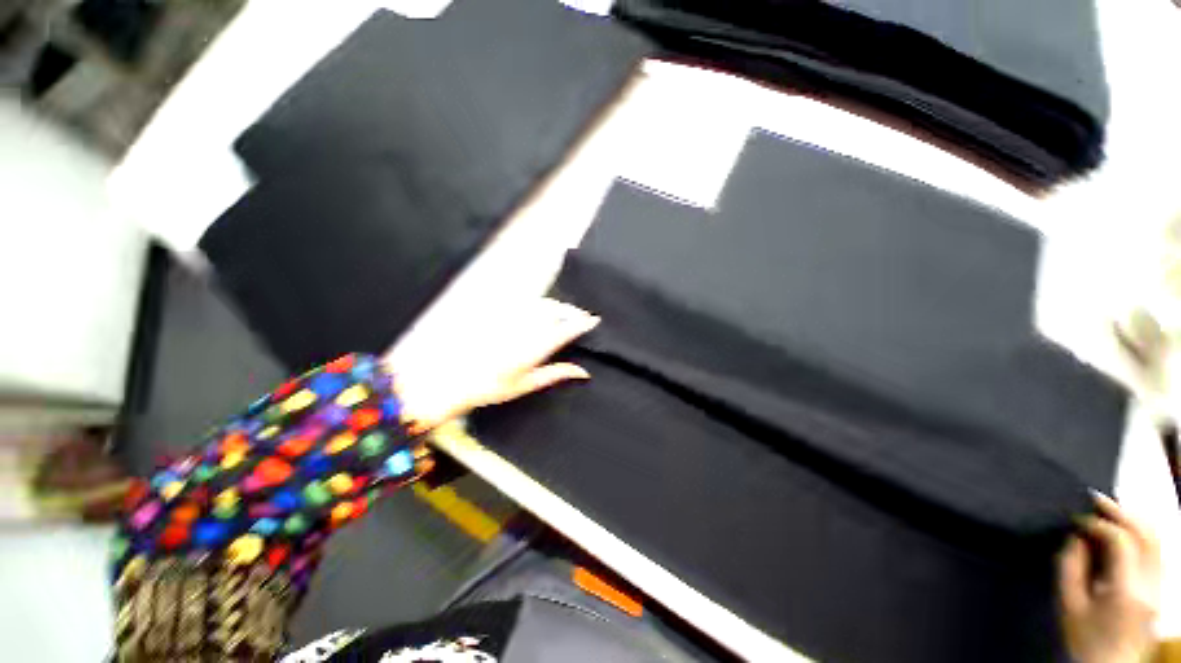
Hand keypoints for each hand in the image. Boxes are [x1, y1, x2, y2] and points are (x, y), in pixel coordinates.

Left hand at [388, 298, 599, 428]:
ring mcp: (511, 317)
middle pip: (556, 311)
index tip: (594, 320)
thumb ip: (556, 374)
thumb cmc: (491, 387)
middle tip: (581, 317)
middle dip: (572, 311)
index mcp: (536, 347)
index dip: (582, 323)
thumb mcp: (527, 384)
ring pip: (542, 303)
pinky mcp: (499, 311)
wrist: (450, 377)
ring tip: (564, 313)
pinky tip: (539, 310)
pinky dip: (538, 304)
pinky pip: (525, 302)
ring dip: (557, 306)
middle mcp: (526, 327)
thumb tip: (584, 372)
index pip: (566, 330)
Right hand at [1058, 493, 1160, 662]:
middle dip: (1121, 511)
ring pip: (1157, 539)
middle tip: (1095, 498)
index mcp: (1128, 590)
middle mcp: (1152, 584)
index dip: (1098, 523)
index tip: (1076, 518)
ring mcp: (1161, 586)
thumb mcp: (1069, 604)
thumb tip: (1076, 536)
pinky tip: (1124, 531)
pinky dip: (1141, 533)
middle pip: (1147, 534)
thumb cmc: (1083, 637)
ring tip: (1109, 510)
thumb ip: (1070, 566)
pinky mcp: (1161, 588)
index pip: (1121, 541)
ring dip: (1133, 519)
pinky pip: (1158, 550)